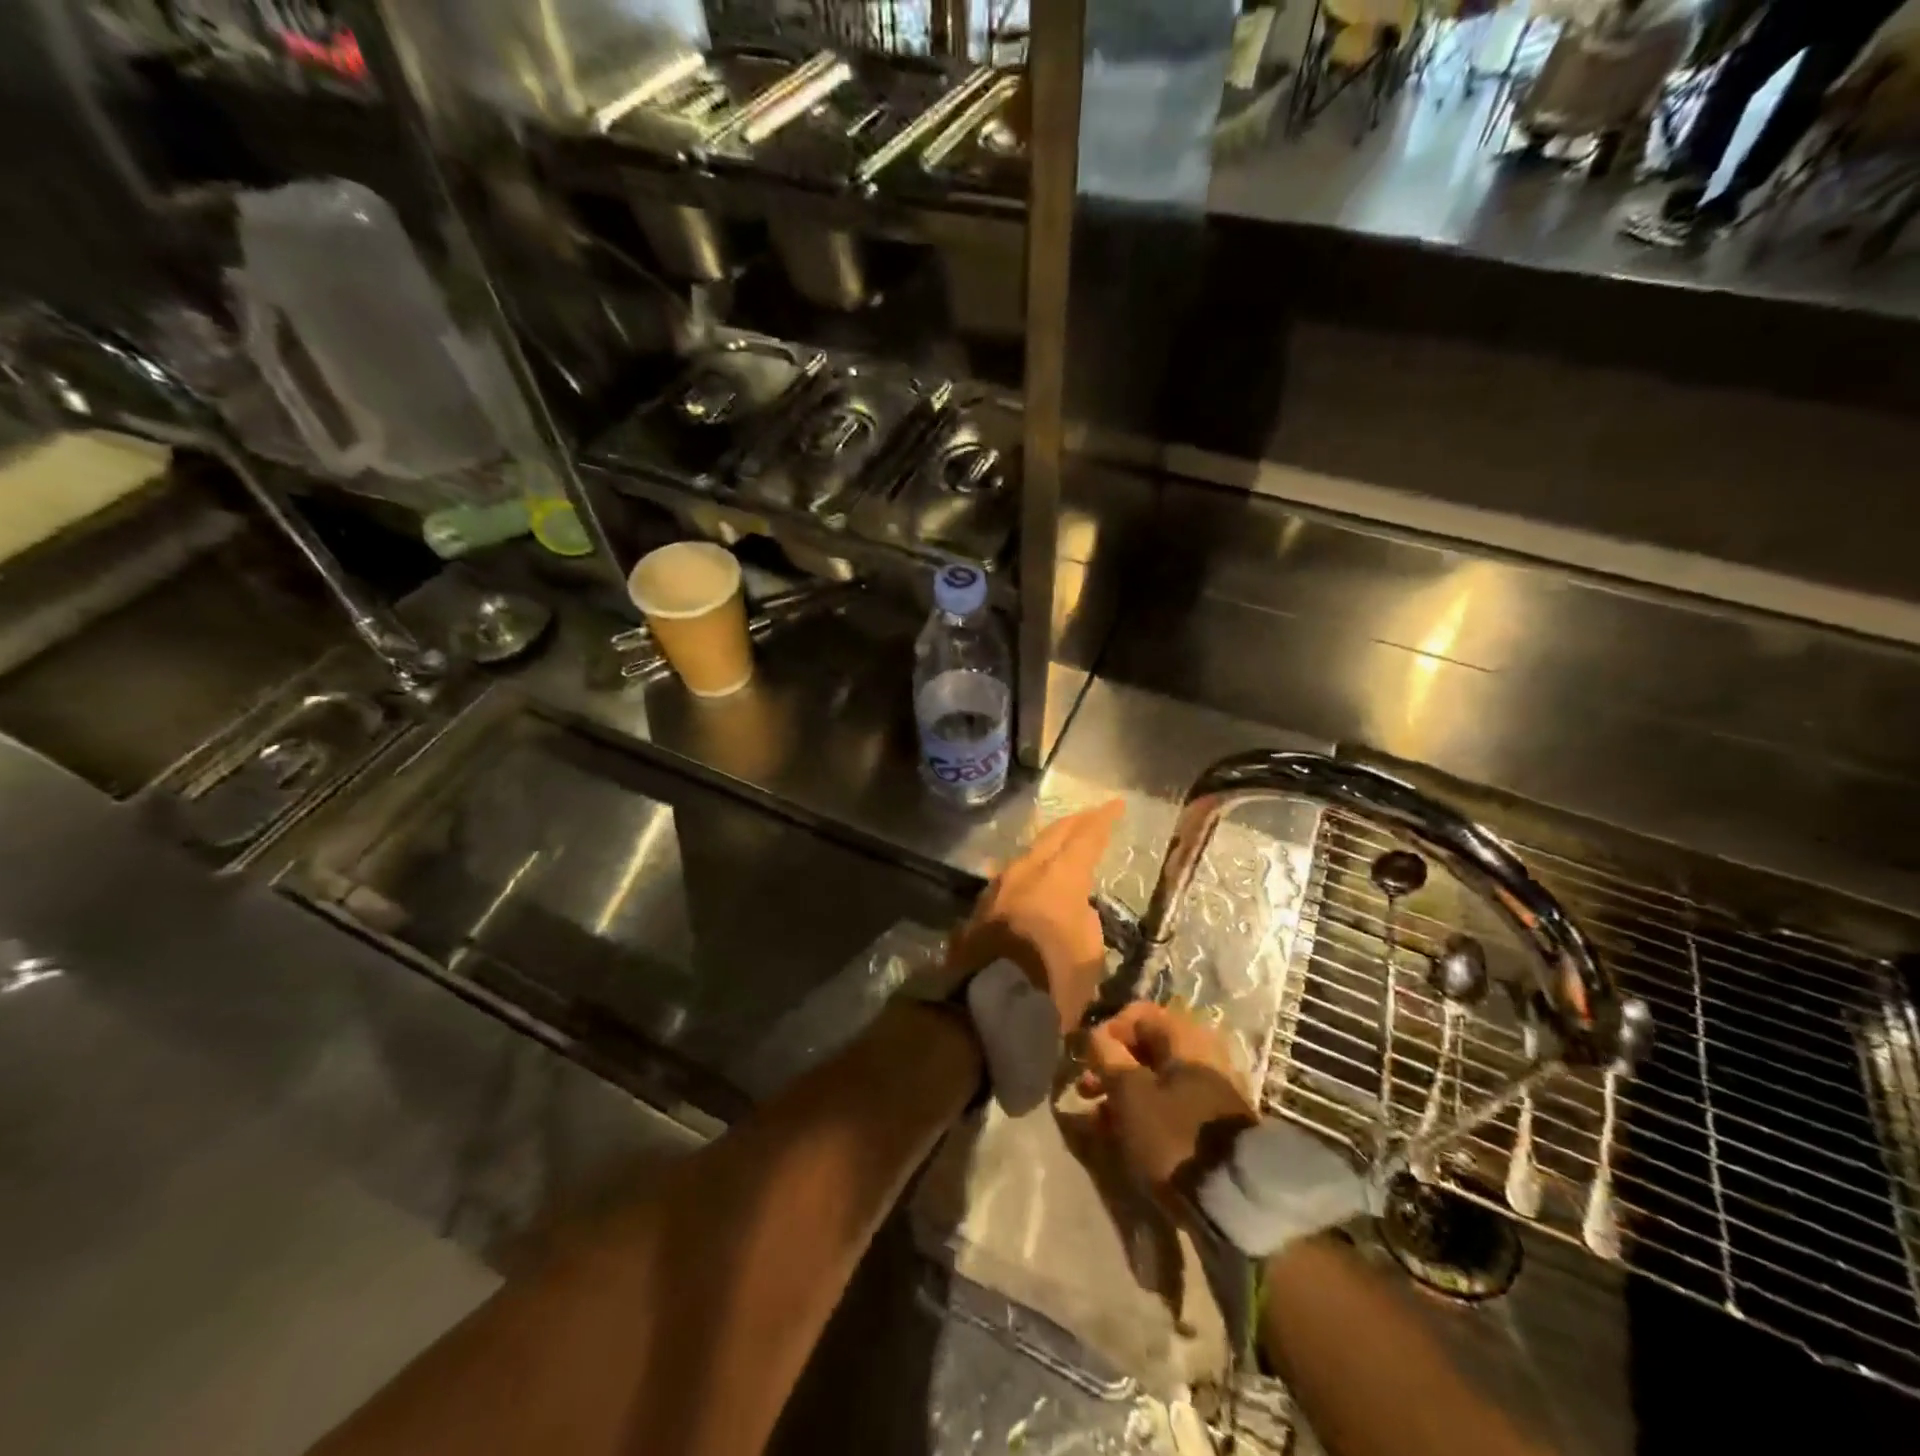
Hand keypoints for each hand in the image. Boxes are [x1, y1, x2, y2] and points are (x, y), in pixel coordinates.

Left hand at [945, 800, 1122, 1032]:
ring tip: (1060, 848)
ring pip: (1026, 856)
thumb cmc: (1053, 982)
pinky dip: (1028, 874)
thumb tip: (1074, 909)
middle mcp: (1024, 871)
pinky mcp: (979, 910)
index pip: (1086, 837)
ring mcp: (996, 888)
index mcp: (1059, 876)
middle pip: (1051, 837)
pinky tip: (1031, 882)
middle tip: (1089, 818)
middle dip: (1073, 824)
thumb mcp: (1089, 954)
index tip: (1115, 805)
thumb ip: (1085, 920)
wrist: (989, 1007)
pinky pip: (1010, 880)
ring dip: (1046, 849)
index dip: (1103, 820)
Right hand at [1079, 1001, 1256, 1193]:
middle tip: (1084, 1090)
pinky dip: (1142, 1113)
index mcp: (1185, 1036)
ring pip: (1153, 1080)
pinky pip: (1167, 1105)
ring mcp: (1208, 1089)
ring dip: (1121, 1093)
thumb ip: (1106, 1056)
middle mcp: (1200, 1054)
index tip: (1086, 1058)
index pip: (1137, 1014)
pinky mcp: (1210, 1122)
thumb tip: (1094, 1034)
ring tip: (1096, 1120)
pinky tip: (1120, 1136)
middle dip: (1110, 1067)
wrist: (1234, 1196)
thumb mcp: (1130, 1091)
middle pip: (1144, 1048)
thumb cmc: (1173, 1132)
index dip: (1106, 1031)